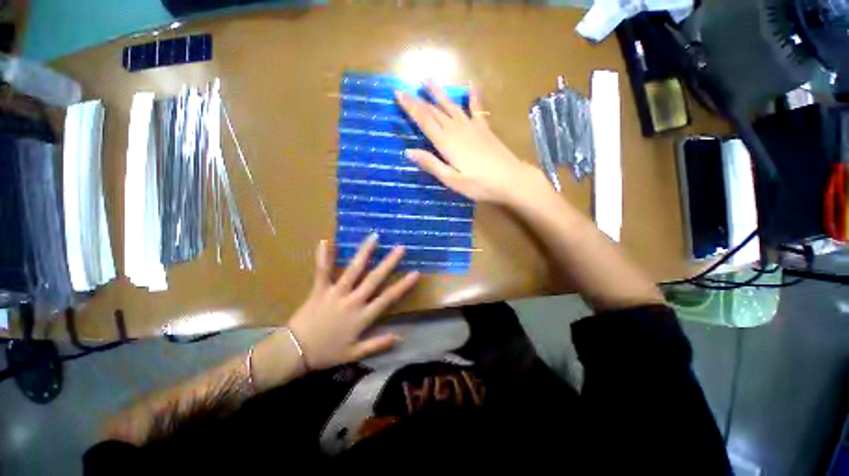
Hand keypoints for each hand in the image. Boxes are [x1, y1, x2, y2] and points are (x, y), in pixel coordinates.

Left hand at [287, 235, 419, 370]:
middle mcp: (353, 301)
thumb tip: (401, 338)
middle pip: (374, 279)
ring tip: (374, 237)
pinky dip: (324, 257)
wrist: (295, 352)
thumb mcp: (355, 354)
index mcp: (362, 316)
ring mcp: (336, 293)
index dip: (403, 285)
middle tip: (400, 248)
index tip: (415, 272)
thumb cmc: (327, 353)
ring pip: (353, 270)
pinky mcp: (319, 290)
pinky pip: (322, 271)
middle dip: (389, 263)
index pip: (388, 298)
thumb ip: (378, 345)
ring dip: (364, 253)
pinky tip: (325, 240)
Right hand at [396, 81, 545, 203]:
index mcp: (446, 143)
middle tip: (405, 89)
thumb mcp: (452, 180)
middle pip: (435, 111)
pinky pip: (477, 108)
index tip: (398, 94)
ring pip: (451, 105)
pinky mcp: (484, 128)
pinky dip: (473, 95)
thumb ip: (431, 165)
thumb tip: (408, 152)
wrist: (510, 179)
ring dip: (438, 93)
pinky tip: (471, 84)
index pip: (424, 121)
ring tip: (427, 80)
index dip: (410, 107)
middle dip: (419, 100)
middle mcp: (457, 129)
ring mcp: (472, 126)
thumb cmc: (479, 184)